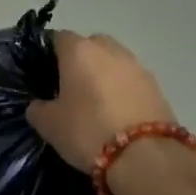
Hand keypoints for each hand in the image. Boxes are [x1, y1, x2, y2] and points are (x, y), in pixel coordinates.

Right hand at [26, 31, 176, 169]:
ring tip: (95, 103)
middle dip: (80, 60)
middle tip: (70, 87)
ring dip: (104, 74)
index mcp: (79, 51)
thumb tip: (39, 105)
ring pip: (114, 61)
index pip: (58, 38)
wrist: (145, 156)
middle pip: (91, 44)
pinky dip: (122, 90)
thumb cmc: (88, 131)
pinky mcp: (157, 86)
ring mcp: (137, 66)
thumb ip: (38, 108)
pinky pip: (131, 80)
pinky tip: (116, 113)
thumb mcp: (49, 124)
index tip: (43, 74)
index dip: (48, 53)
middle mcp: (110, 50)